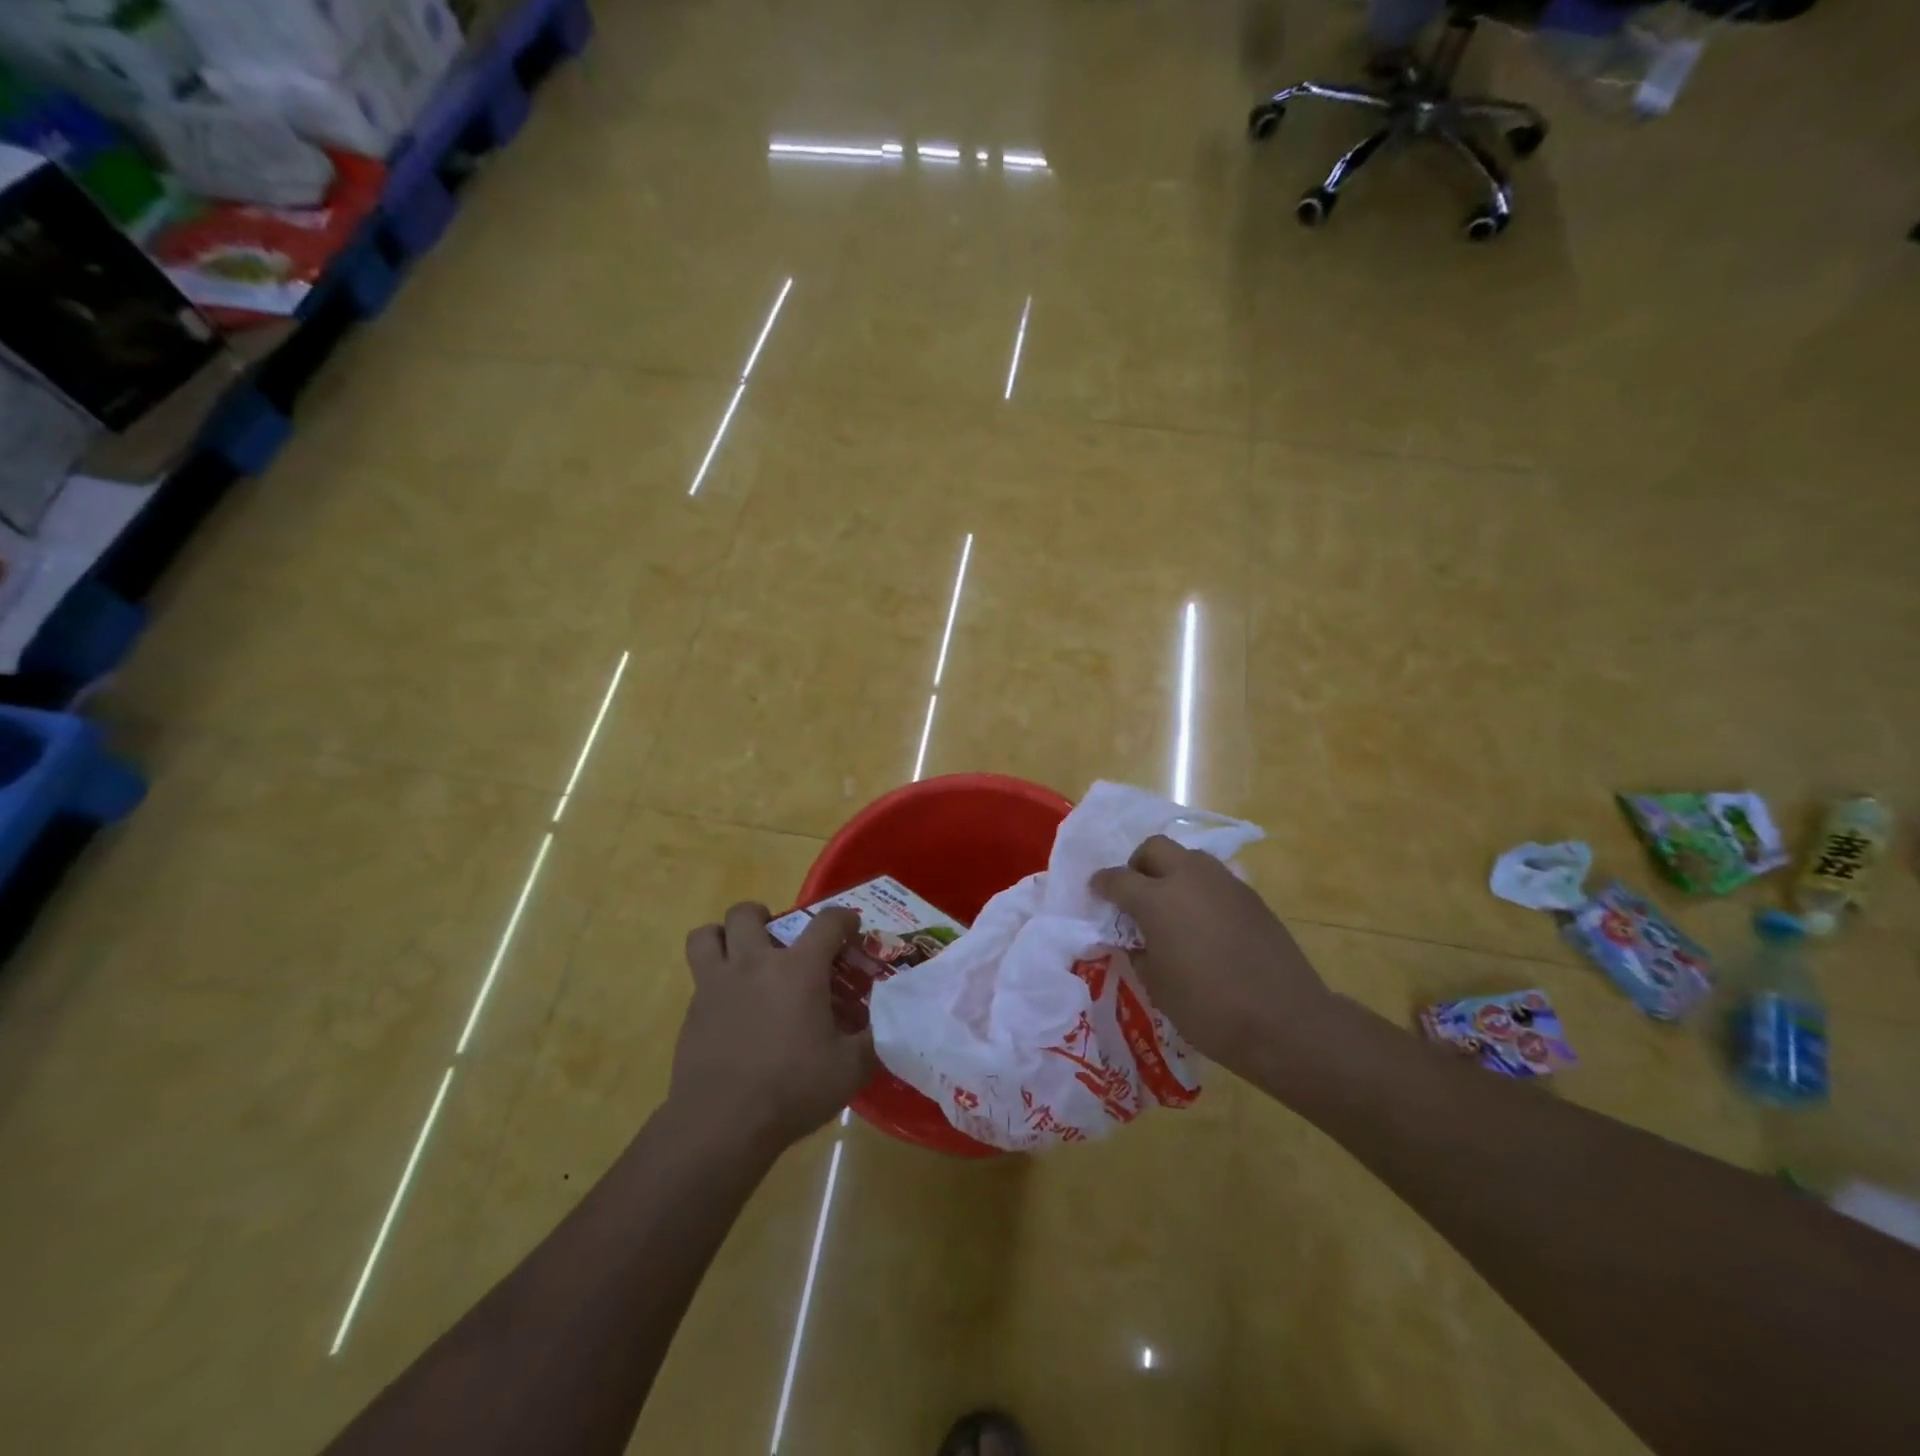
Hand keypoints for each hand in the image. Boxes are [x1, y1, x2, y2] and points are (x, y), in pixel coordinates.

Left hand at [672, 903, 877, 1152]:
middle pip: (747, 913)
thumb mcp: (851, 1068)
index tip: (851, 929)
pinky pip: (698, 978)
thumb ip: (875, 1040)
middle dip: (764, 917)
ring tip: (739, 956)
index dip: (844, 919)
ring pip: (706, 936)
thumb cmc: (792, 1090)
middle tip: (777, 942)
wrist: (721, 1124)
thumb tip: (895, 1024)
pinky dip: (713, 981)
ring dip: (723, 937)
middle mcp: (754, 964)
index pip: (827, 922)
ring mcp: (716, 985)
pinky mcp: (692, 1012)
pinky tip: (729, 1010)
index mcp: (799, 969)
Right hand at [1091, 835, 1332, 1079]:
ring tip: (1171, 906)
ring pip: (1189, 858)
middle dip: (1138, 864)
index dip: (1103, 884)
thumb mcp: (1157, 985)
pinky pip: (1215, 880)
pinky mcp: (1252, 896)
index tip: (1097, 892)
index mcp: (1157, 899)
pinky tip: (1203, 922)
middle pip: (1155, 848)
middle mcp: (1189, 878)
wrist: (1285, 1020)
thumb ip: (1140, 951)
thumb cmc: (1208, 1008)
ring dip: (1172, 872)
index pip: (1118, 878)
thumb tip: (1137, 938)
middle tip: (1136, 892)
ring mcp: (1225, 883)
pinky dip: (1200, 890)